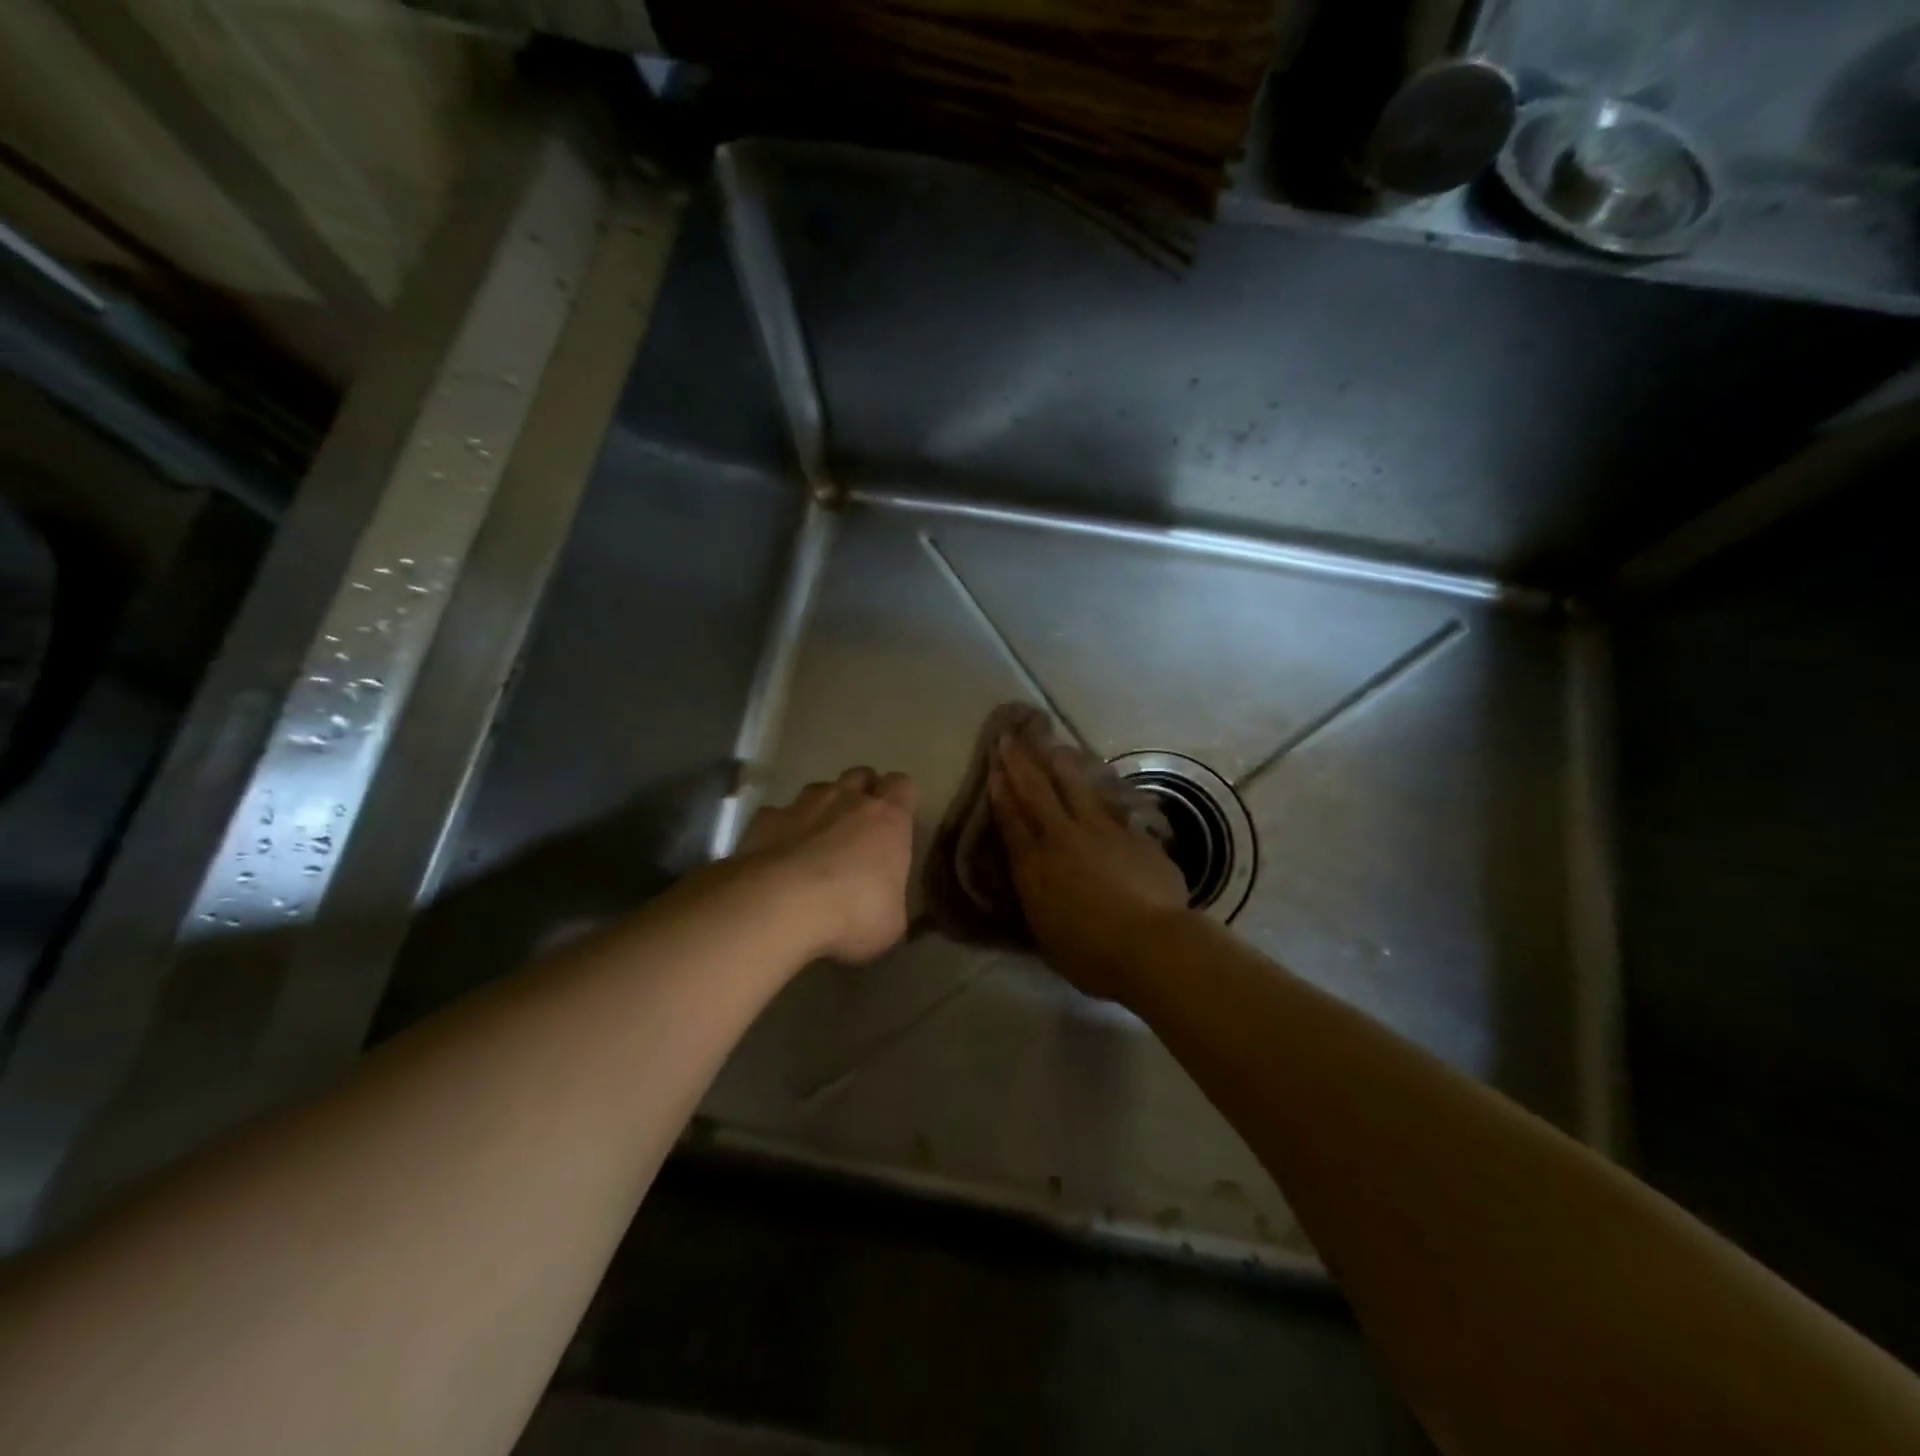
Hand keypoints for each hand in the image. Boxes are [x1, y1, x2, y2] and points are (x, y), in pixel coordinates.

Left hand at [734, 767, 916, 964]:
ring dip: (822, 808)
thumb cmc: (852, 912)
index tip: (896, 821)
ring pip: (819, 789)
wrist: (781, 905)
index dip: (900, 798)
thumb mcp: (891, 922)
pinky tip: (777, 855)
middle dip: (862, 792)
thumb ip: (890, 902)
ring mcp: (803, 805)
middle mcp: (847, 799)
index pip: (902, 785)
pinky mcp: (765, 819)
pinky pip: (777, 814)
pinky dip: (781, 829)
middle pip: (861, 775)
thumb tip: (885, 907)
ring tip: (817, 839)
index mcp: (889, 818)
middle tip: (859, 826)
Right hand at [989, 735, 1189, 1001]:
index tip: (994, 769)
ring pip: (1075, 787)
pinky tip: (1098, 779)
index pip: (1012, 821)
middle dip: (1021, 763)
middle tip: (1010, 738)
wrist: (1149, 945)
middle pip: (1037, 792)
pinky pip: (1110, 802)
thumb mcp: (1045, 930)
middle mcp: (1063, 838)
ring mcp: (1101, 830)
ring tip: (1053, 746)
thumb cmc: (1090, 954)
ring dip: (1060, 764)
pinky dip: (1099, 788)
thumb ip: (1037, 895)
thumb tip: (1034, 876)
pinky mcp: (1133, 833)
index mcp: (1034, 866)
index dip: (1001, 793)